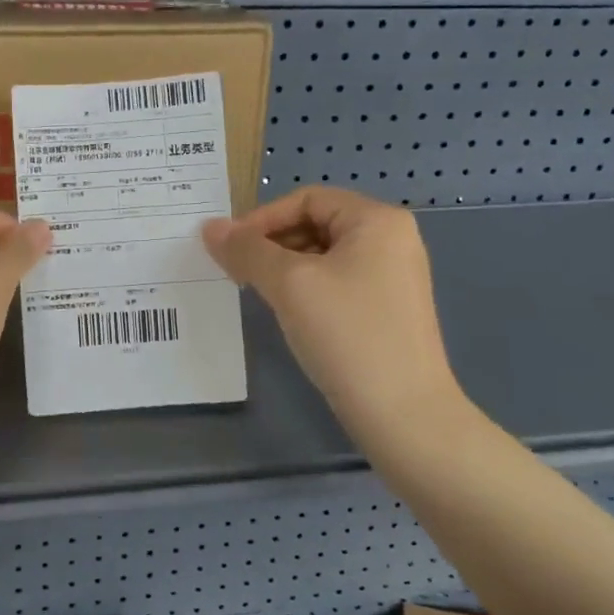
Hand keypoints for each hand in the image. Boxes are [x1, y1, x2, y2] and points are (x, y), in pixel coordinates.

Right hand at [202, 187, 471, 444]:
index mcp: (377, 220)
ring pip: (323, 255)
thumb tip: (209, 227)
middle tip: (237, 271)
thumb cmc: (348, 335)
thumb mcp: (289, 285)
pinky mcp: (387, 308)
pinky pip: (336, 281)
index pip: (307, 199)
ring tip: (256, 291)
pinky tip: (286, 312)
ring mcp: (393, 276)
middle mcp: (391, 239)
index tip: (229, 248)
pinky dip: (305, 288)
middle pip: (315, 223)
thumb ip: (247, 250)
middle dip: (272, 243)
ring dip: (284, 266)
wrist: (404, 416)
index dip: (262, 218)